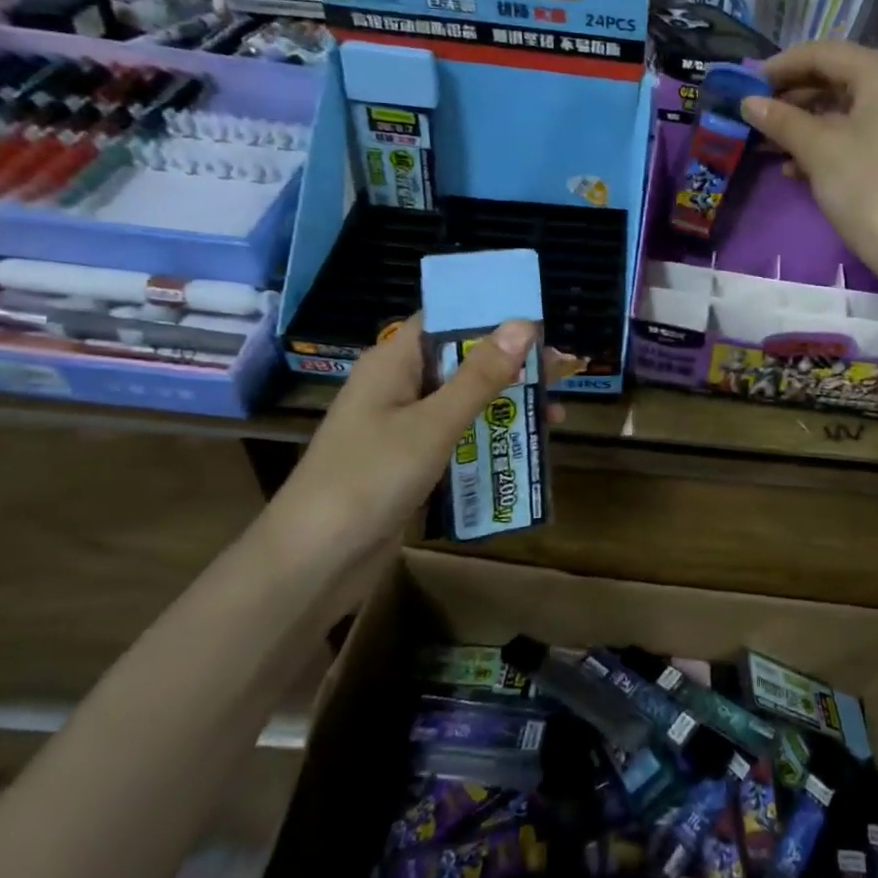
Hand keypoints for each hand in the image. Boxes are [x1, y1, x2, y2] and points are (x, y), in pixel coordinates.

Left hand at [279, 317, 575, 552]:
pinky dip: (488, 436)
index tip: (541, 322)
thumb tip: (524, 324)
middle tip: (564, 372)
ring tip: (556, 415)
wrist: (313, 562)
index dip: (492, 314)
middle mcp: (397, 385)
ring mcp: (402, 425)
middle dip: (512, 365)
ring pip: (463, 401)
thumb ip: (480, 377)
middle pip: (462, 360)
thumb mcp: (433, 425)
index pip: (446, 318)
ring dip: (506, 404)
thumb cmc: (369, 479)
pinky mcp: (409, 460)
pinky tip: (523, 447)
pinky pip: (456, 436)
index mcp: (393, 362)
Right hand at [741, 41, 877, 289]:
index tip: (744, 84)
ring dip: (803, 125)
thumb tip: (748, 102)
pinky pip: (858, 134)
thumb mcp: (819, 151)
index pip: (823, 53)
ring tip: (765, 144)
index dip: (780, 66)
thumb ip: (781, 120)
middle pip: (835, 79)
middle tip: (752, 115)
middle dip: (791, 98)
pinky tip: (794, 168)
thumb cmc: (870, 189)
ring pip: (844, 110)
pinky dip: (826, 144)